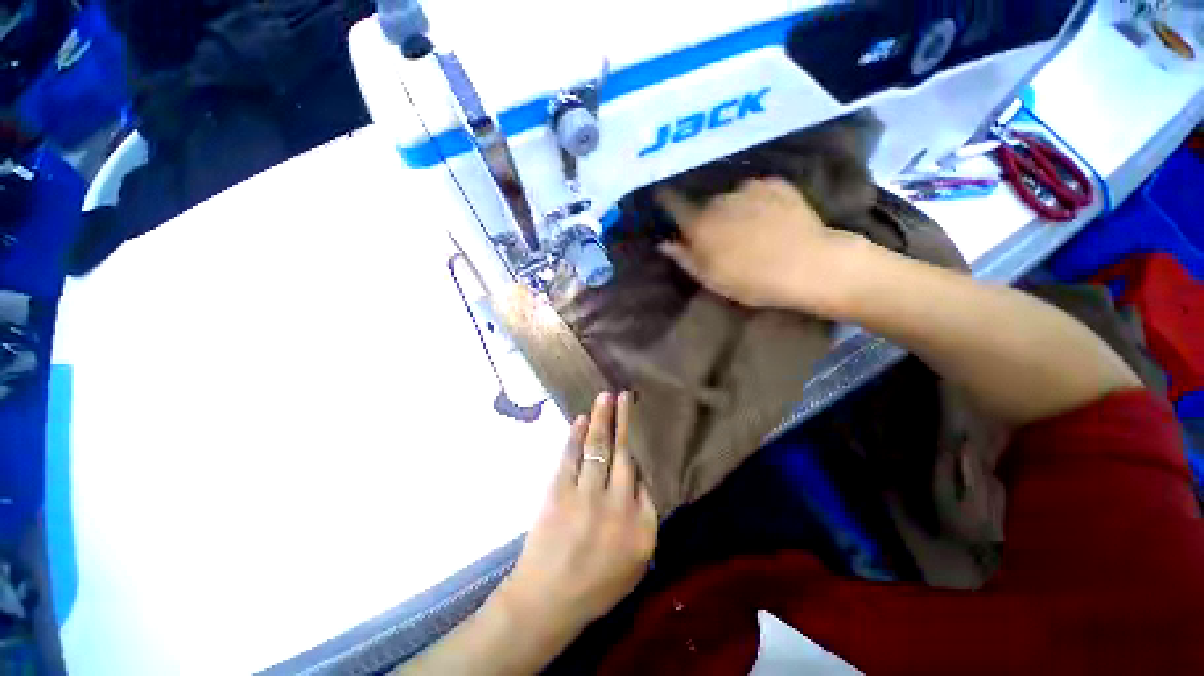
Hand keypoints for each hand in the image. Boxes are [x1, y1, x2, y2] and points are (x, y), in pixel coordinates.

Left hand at [500, 392, 657, 631]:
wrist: (548, 602)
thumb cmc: (597, 585)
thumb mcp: (637, 561)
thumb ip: (644, 517)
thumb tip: (639, 477)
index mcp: (641, 524)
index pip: (644, 476)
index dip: (638, 448)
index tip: (634, 427)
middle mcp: (617, 504)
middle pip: (623, 452)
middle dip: (624, 420)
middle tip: (624, 395)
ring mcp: (586, 496)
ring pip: (597, 447)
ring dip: (601, 418)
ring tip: (605, 396)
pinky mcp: (558, 492)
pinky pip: (571, 455)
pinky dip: (576, 435)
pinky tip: (581, 419)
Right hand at [657, 177, 863, 312]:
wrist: (807, 265)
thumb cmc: (751, 280)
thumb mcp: (710, 278)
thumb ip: (684, 258)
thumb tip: (664, 242)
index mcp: (700, 224)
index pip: (673, 204)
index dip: (666, 202)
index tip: (664, 203)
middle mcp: (719, 200)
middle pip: (705, 205)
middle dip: (708, 218)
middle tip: (722, 239)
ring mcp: (749, 188)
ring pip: (732, 198)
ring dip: (734, 210)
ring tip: (752, 231)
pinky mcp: (776, 183)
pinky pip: (757, 191)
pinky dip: (758, 202)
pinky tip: (771, 220)